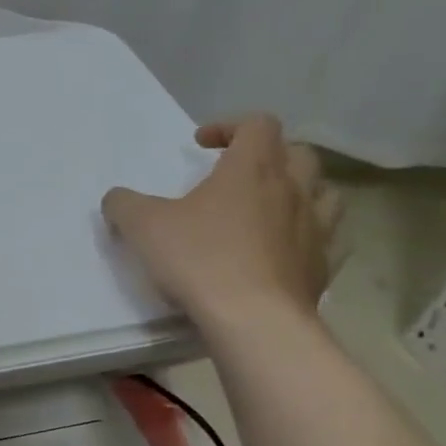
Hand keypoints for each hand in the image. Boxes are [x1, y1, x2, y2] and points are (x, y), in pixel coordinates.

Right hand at [101, 115, 340, 325]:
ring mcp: (317, 229)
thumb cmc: (199, 260)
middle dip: (268, 156)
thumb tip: (117, 200)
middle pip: (298, 153)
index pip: (257, 124)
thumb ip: (123, 204)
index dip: (229, 126)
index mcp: (252, 169)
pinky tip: (286, 248)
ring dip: (300, 191)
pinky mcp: (324, 266)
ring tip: (270, 207)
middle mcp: (293, 190)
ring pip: (325, 192)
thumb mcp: (142, 226)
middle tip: (236, 175)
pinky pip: (329, 238)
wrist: (254, 321)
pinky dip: (310, 234)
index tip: (200, 145)